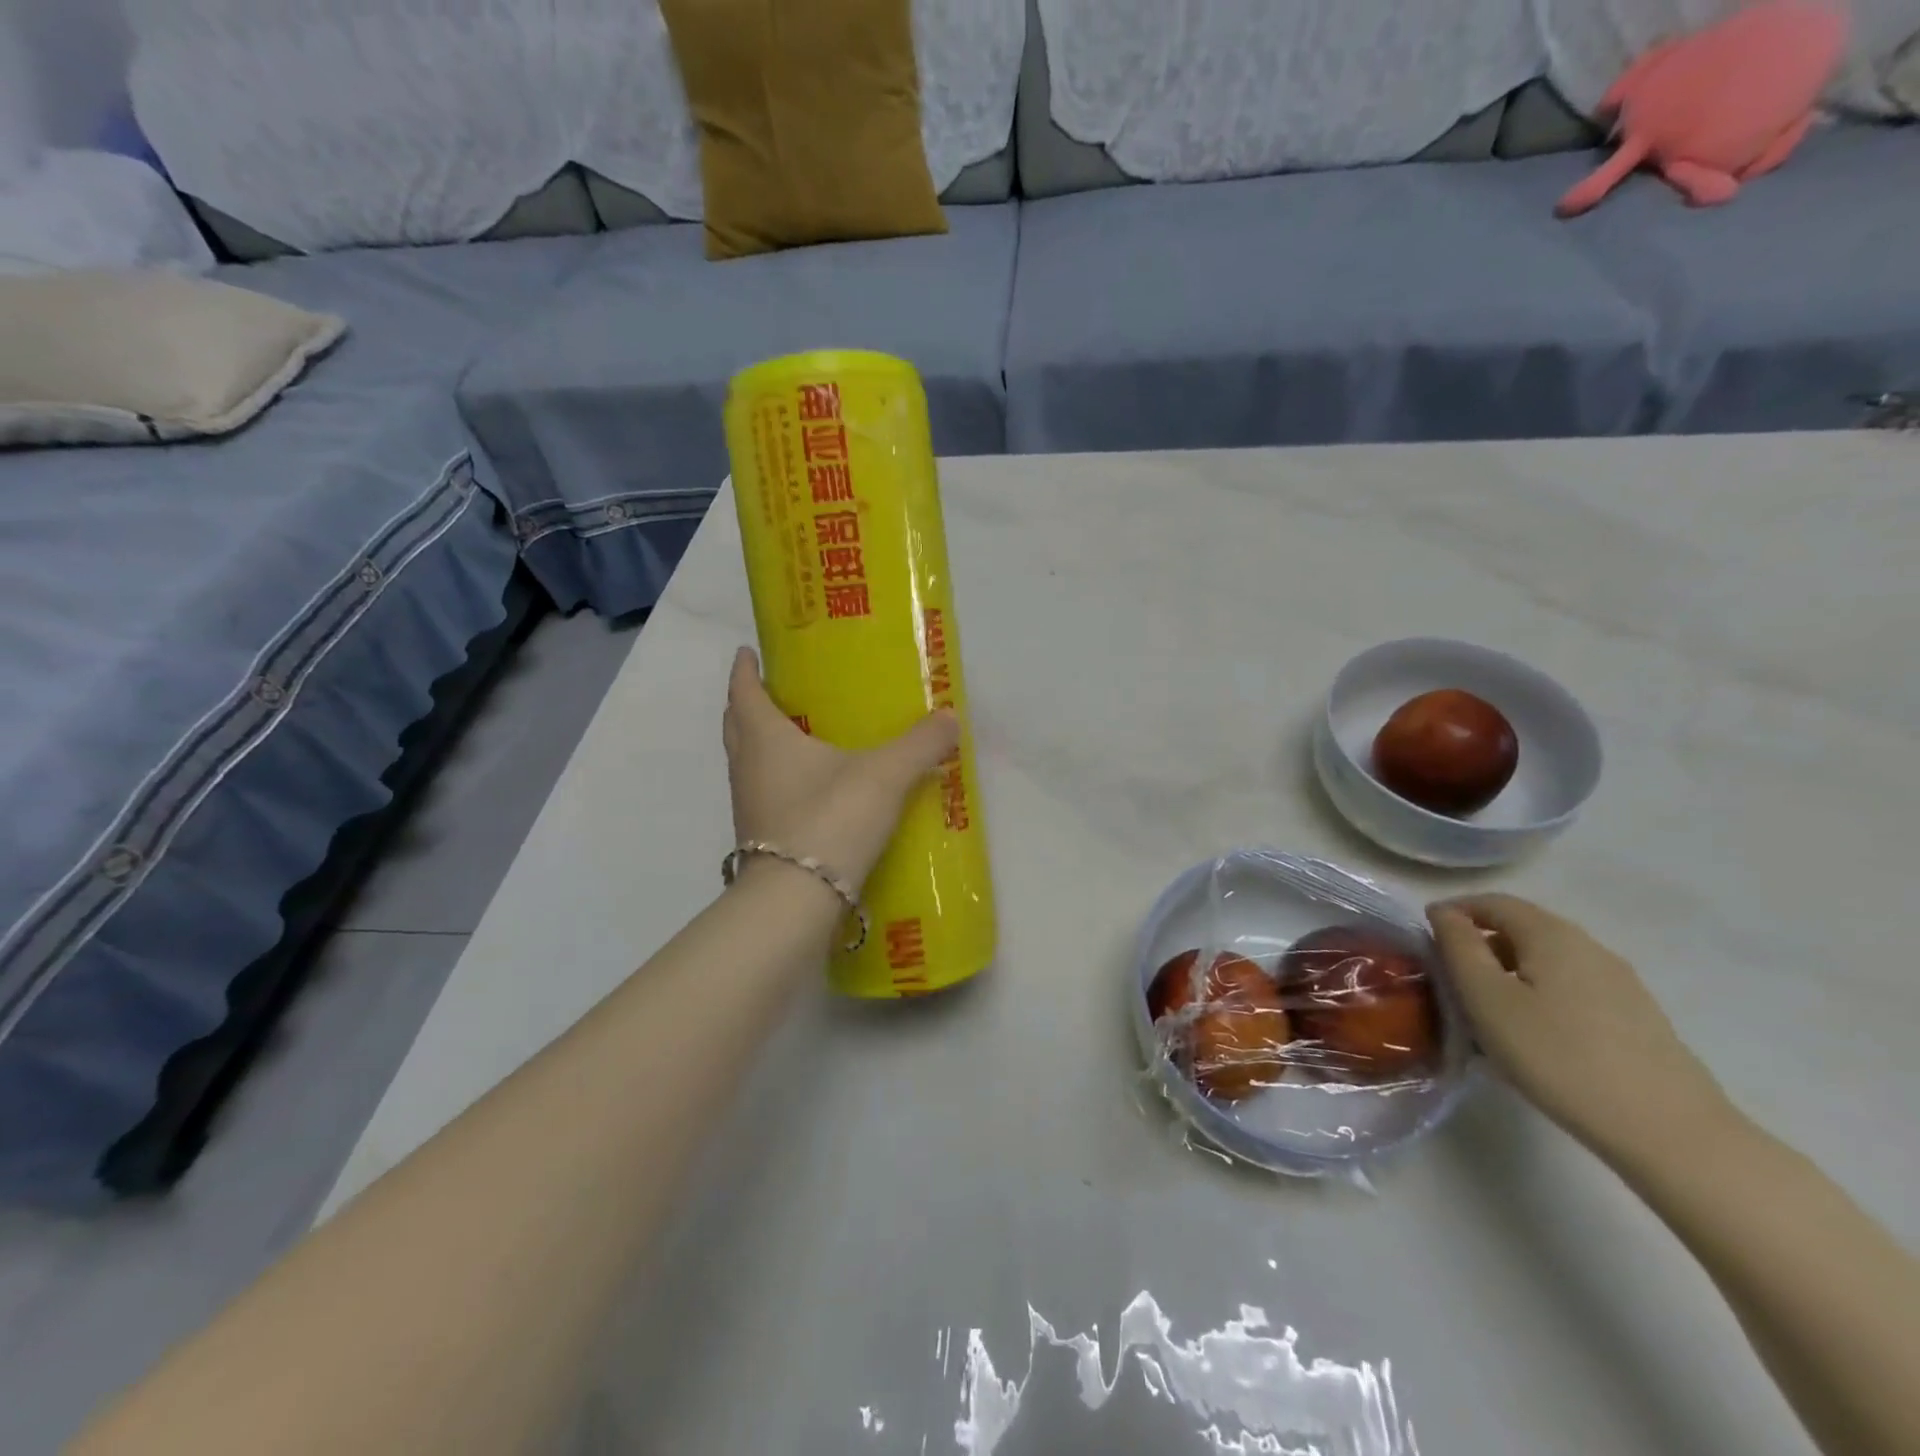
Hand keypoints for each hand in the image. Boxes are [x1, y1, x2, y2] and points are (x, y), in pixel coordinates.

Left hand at [722, 648, 959, 889]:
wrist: (796, 901)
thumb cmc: (831, 820)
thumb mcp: (884, 777)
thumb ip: (919, 745)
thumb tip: (950, 717)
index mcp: (766, 739)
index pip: (743, 692)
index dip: (744, 669)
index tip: (747, 651)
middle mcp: (747, 767)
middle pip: (736, 725)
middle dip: (748, 703)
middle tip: (776, 691)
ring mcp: (748, 806)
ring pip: (746, 761)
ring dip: (760, 744)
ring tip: (795, 737)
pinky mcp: (758, 839)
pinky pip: (761, 794)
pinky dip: (775, 780)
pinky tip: (808, 790)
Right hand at [1428, 894, 1733, 1160]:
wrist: (1670, 1132)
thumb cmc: (1558, 1056)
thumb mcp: (1487, 999)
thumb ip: (1459, 948)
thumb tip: (1444, 913)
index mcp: (1551, 934)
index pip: (1493, 902)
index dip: (1454, 911)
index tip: (1425, 937)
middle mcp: (1589, 946)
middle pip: (1523, 928)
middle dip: (1481, 943)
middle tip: (1450, 977)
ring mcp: (1620, 982)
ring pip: (1548, 960)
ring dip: (1509, 971)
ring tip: (1487, 1010)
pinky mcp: (1637, 1017)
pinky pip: (1572, 987)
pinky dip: (1539, 993)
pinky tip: (1533, 1033)